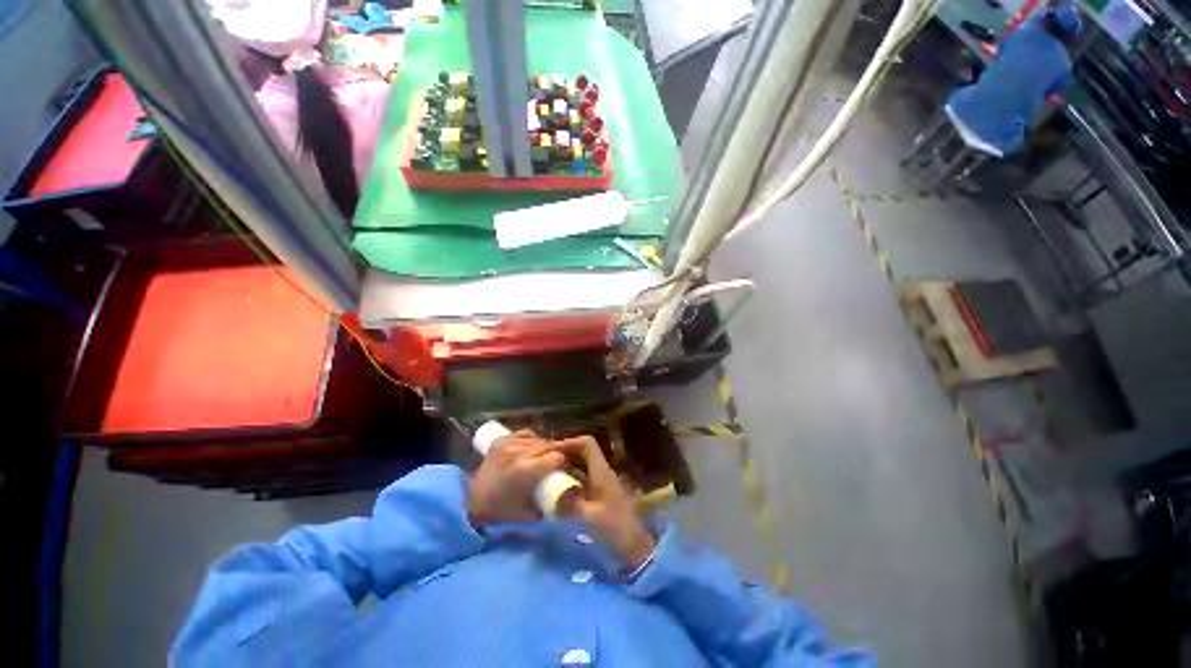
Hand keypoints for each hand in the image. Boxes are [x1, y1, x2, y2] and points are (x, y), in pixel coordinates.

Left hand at [466, 433, 569, 526]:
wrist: (471, 503)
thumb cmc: (501, 512)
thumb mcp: (530, 512)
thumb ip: (550, 499)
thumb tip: (568, 492)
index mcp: (525, 470)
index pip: (556, 457)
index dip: (563, 464)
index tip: (564, 470)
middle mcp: (518, 452)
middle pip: (548, 446)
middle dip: (555, 454)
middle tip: (556, 465)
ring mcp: (508, 443)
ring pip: (538, 439)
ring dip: (544, 448)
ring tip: (543, 458)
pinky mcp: (501, 440)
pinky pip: (525, 434)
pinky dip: (532, 440)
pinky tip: (531, 449)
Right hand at [557, 435, 656, 569]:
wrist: (633, 546)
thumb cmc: (614, 528)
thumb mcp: (589, 517)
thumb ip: (568, 504)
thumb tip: (549, 496)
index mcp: (601, 472)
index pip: (587, 444)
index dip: (570, 442)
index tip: (552, 451)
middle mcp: (602, 472)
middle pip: (584, 452)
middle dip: (565, 453)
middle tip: (546, 460)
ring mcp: (601, 482)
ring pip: (582, 465)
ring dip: (567, 465)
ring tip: (548, 473)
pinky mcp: (599, 493)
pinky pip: (582, 478)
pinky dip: (570, 479)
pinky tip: (558, 489)